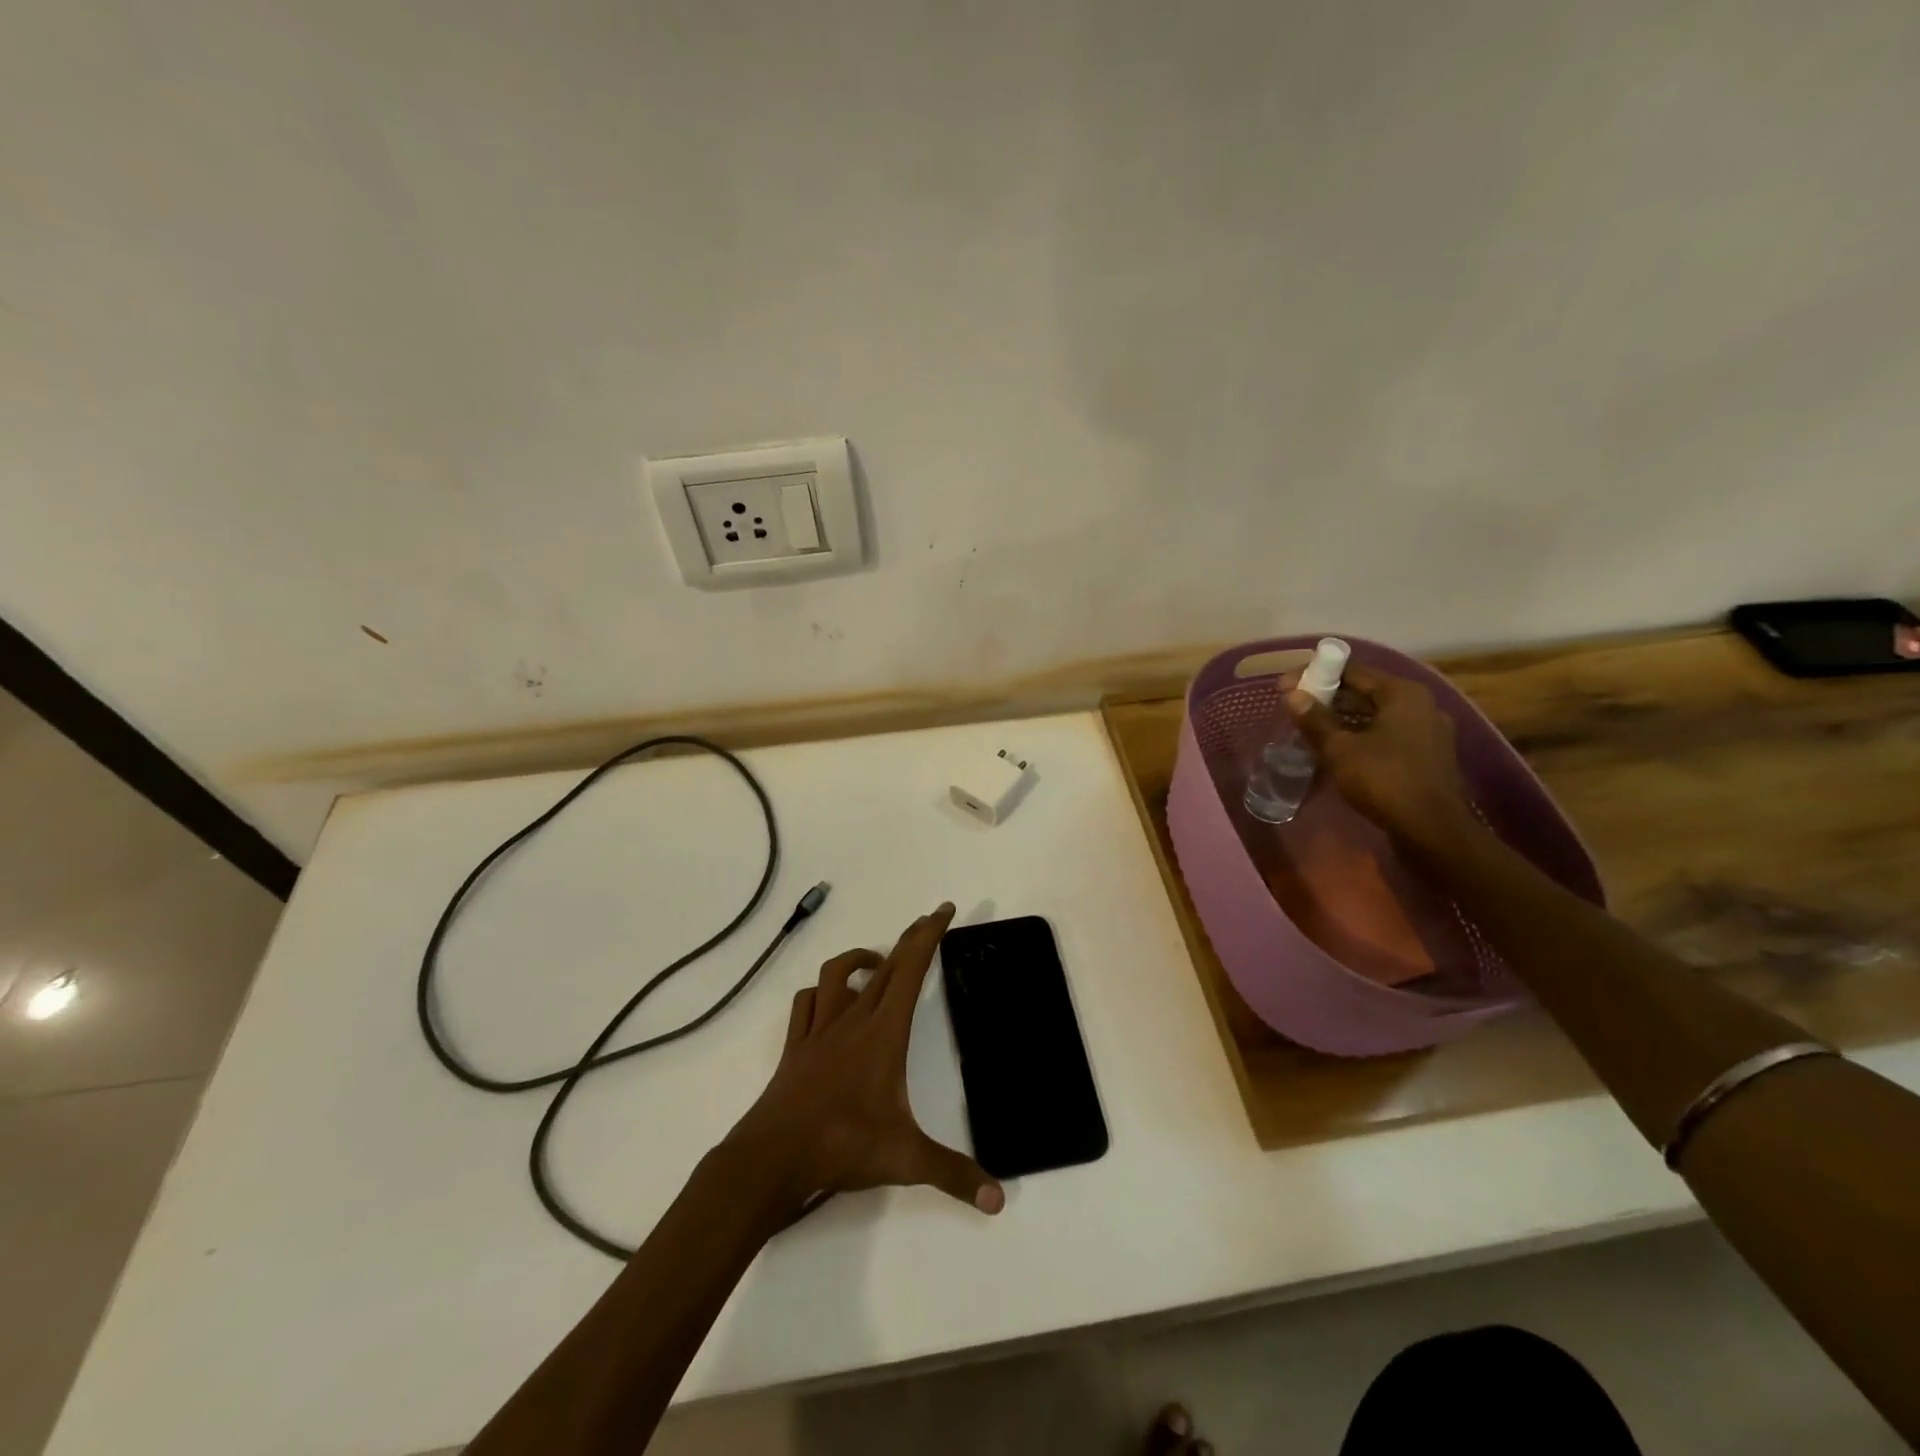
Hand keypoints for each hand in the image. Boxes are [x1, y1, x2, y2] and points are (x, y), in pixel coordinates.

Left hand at [723, 902, 1003, 1220]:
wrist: (771, 1158)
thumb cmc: (842, 1146)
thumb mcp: (905, 1159)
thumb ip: (953, 1175)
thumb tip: (999, 1199)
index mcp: (884, 1032)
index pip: (911, 969)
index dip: (929, 935)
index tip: (944, 909)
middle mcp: (852, 1019)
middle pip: (885, 964)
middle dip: (909, 939)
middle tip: (927, 923)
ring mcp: (820, 1030)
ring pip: (837, 974)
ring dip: (861, 960)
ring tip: (879, 965)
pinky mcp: (796, 1047)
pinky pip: (806, 1004)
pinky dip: (820, 993)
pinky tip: (829, 1003)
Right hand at [1285, 665, 1474, 850]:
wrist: (1431, 829)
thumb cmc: (1384, 779)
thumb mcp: (1340, 749)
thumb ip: (1315, 720)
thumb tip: (1292, 695)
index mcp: (1403, 693)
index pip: (1353, 671)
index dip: (1316, 675)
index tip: (1287, 685)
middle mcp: (1421, 704)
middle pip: (1366, 691)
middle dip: (1329, 697)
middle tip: (1296, 707)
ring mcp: (1429, 730)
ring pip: (1377, 715)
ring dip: (1344, 718)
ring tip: (1312, 728)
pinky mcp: (1428, 755)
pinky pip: (1388, 734)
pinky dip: (1363, 735)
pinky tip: (1340, 749)